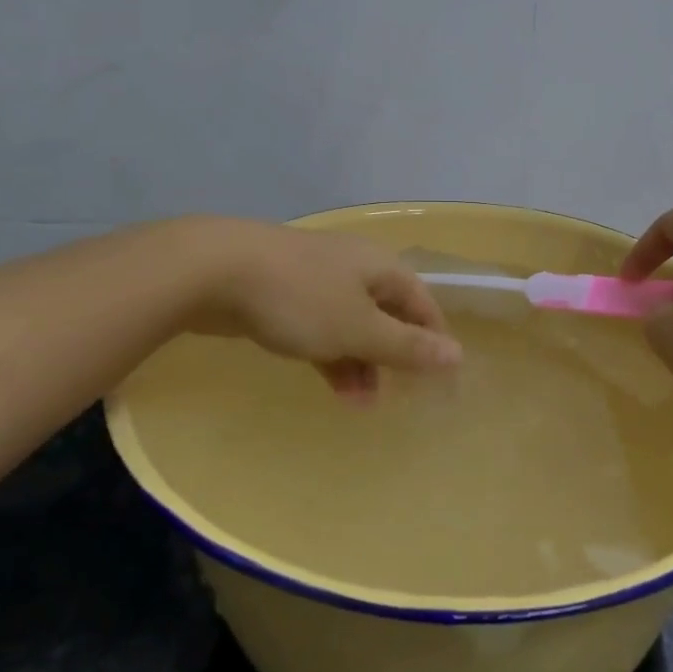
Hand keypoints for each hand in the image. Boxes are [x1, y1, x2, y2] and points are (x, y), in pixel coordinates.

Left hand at [184, 220, 461, 400]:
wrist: (214, 271)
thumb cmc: (300, 299)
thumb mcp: (359, 328)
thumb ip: (407, 346)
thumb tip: (457, 355)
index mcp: (380, 268)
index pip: (422, 305)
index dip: (434, 341)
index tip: (438, 381)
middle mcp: (354, 269)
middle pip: (388, 315)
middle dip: (394, 357)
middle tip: (396, 397)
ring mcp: (317, 281)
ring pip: (352, 325)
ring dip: (361, 363)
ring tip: (359, 403)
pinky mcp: (285, 296)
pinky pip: (321, 328)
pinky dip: (331, 355)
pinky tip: (331, 385)